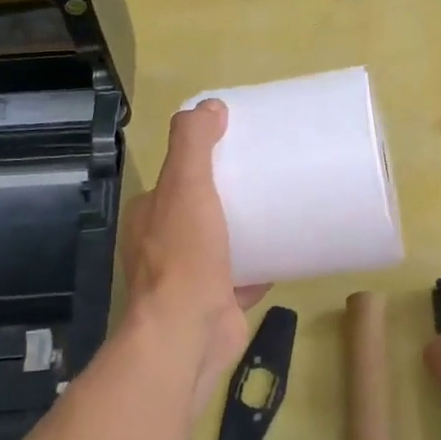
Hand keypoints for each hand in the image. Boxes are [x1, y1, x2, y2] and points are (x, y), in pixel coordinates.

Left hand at [120, 100, 267, 413]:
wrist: (188, 334)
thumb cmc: (184, 255)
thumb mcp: (185, 184)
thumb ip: (192, 142)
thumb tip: (210, 106)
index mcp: (151, 214)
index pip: (176, 176)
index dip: (204, 159)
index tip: (239, 145)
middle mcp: (164, 244)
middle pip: (202, 207)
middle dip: (230, 192)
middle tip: (269, 174)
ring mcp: (190, 277)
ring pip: (223, 241)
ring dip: (247, 227)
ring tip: (283, 205)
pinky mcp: (217, 302)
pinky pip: (245, 275)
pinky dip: (263, 263)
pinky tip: (289, 248)